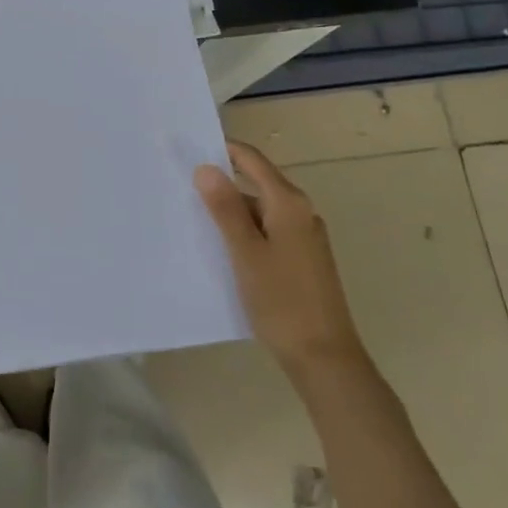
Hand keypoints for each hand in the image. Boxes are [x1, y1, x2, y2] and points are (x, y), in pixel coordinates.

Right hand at [195, 141, 365, 379]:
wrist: (326, 359)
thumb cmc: (282, 301)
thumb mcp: (246, 252)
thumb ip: (226, 208)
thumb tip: (206, 167)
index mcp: (289, 203)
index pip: (252, 160)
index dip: (222, 149)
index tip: (188, 148)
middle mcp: (300, 212)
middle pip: (256, 183)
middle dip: (221, 182)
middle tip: (181, 185)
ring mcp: (304, 237)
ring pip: (260, 210)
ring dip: (230, 211)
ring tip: (192, 217)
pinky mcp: (302, 259)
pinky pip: (267, 231)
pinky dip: (244, 232)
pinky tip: (221, 248)